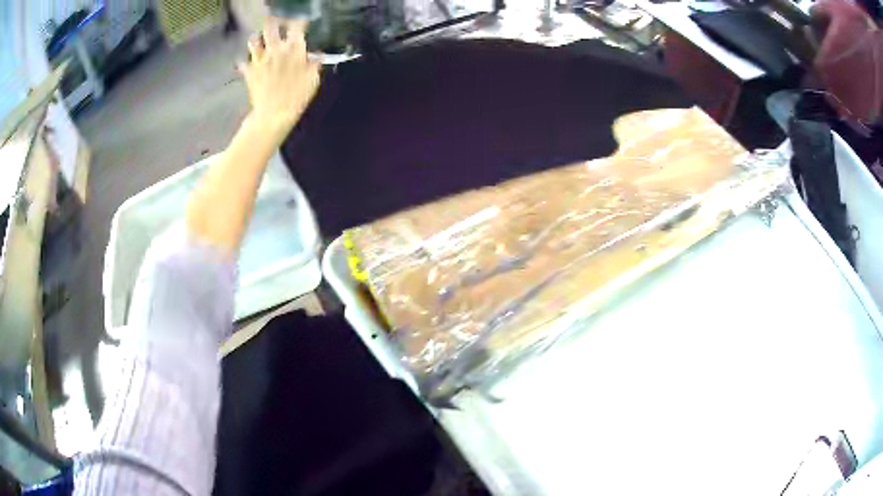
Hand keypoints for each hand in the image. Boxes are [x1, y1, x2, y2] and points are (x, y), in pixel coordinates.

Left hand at [239, 18, 319, 144]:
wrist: (274, 114)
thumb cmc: (297, 97)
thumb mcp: (313, 80)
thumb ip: (314, 64)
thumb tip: (316, 56)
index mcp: (294, 49)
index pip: (297, 26)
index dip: (298, 22)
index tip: (299, 23)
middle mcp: (276, 49)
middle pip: (271, 27)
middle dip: (273, 23)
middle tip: (275, 25)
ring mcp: (260, 59)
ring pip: (254, 40)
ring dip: (256, 39)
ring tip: (259, 40)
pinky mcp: (249, 71)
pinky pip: (243, 62)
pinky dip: (244, 62)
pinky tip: (246, 64)